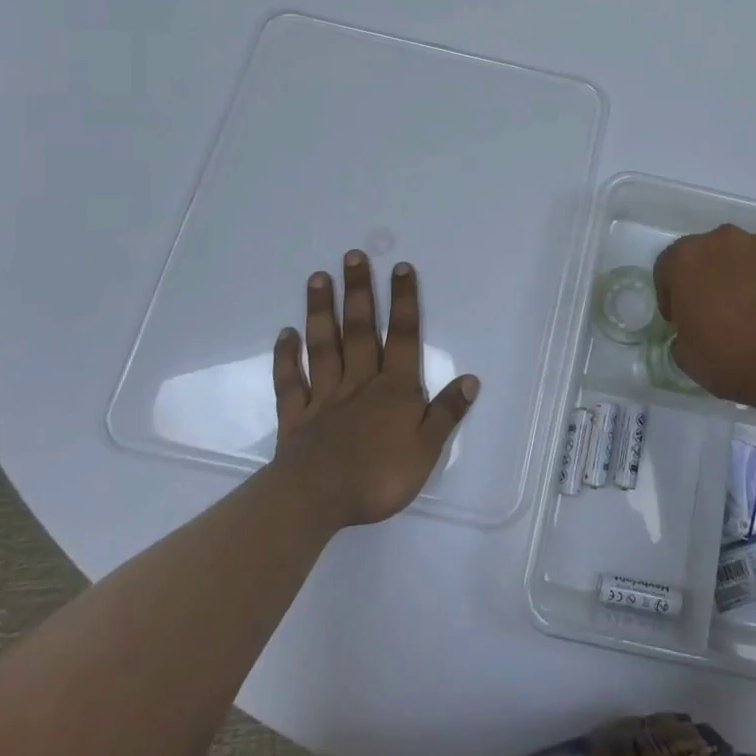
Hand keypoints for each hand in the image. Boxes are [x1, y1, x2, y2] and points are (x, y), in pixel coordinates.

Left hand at [271, 252, 479, 528]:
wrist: (316, 500)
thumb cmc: (378, 476)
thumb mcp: (427, 449)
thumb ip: (447, 413)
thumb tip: (470, 379)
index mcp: (394, 389)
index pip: (404, 337)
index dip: (404, 302)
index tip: (400, 267)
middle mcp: (360, 383)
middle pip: (361, 331)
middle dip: (359, 292)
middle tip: (352, 256)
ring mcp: (324, 398)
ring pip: (324, 347)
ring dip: (322, 312)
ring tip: (318, 278)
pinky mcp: (296, 418)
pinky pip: (291, 382)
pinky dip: (287, 358)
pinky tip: (285, 334)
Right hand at [653, 225, 755, 413]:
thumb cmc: (733, 360)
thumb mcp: (688, 358)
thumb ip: (682, 335)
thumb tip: (691, 333)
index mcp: (687, 259)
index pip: (667, 266)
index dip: (670, 293)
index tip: (680, 318)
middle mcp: (724, 240)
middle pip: (709, 254)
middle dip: (709, 277)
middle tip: (718, 311)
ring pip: (746, 257)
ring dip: (745, 276)